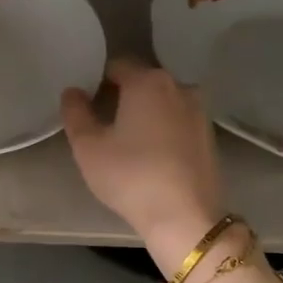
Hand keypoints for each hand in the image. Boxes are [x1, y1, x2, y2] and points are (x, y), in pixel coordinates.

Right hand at [61, 58, 225, 263]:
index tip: (87, 105)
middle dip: (123, 95)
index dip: (97, 81)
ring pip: (163, 102)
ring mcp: (199, 111)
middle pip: (143, 81)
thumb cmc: (130, 176)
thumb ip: (75, 113)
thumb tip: (73, 91)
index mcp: (147, 81)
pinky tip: (152, 155)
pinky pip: (178, 121)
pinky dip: (163, 129)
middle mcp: (178, 86)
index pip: (116, 66)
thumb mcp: (87, 147)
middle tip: (103, 124)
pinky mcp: (209, 136)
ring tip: (128, 142)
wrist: (184, 217)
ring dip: (145, 113)